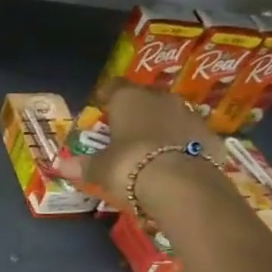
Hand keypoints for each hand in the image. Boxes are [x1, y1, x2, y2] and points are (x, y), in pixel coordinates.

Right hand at [57, 83, 224, 214]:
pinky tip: (177, 162)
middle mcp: (161, 99)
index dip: (107, 95)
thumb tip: (59, 166)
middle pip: (146, 98)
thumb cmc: (131, 166)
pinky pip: (192, 137)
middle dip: (137, 111)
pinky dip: (184, 146)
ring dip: (162, 127)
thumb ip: (83, 165)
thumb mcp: (101, 169)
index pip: (114, 86)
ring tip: (152, 148)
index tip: (101, 106)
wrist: (182, 184)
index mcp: (129, 99)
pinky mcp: (211, 137)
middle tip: (126, 130)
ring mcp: (190, 115)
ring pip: (172, 115)